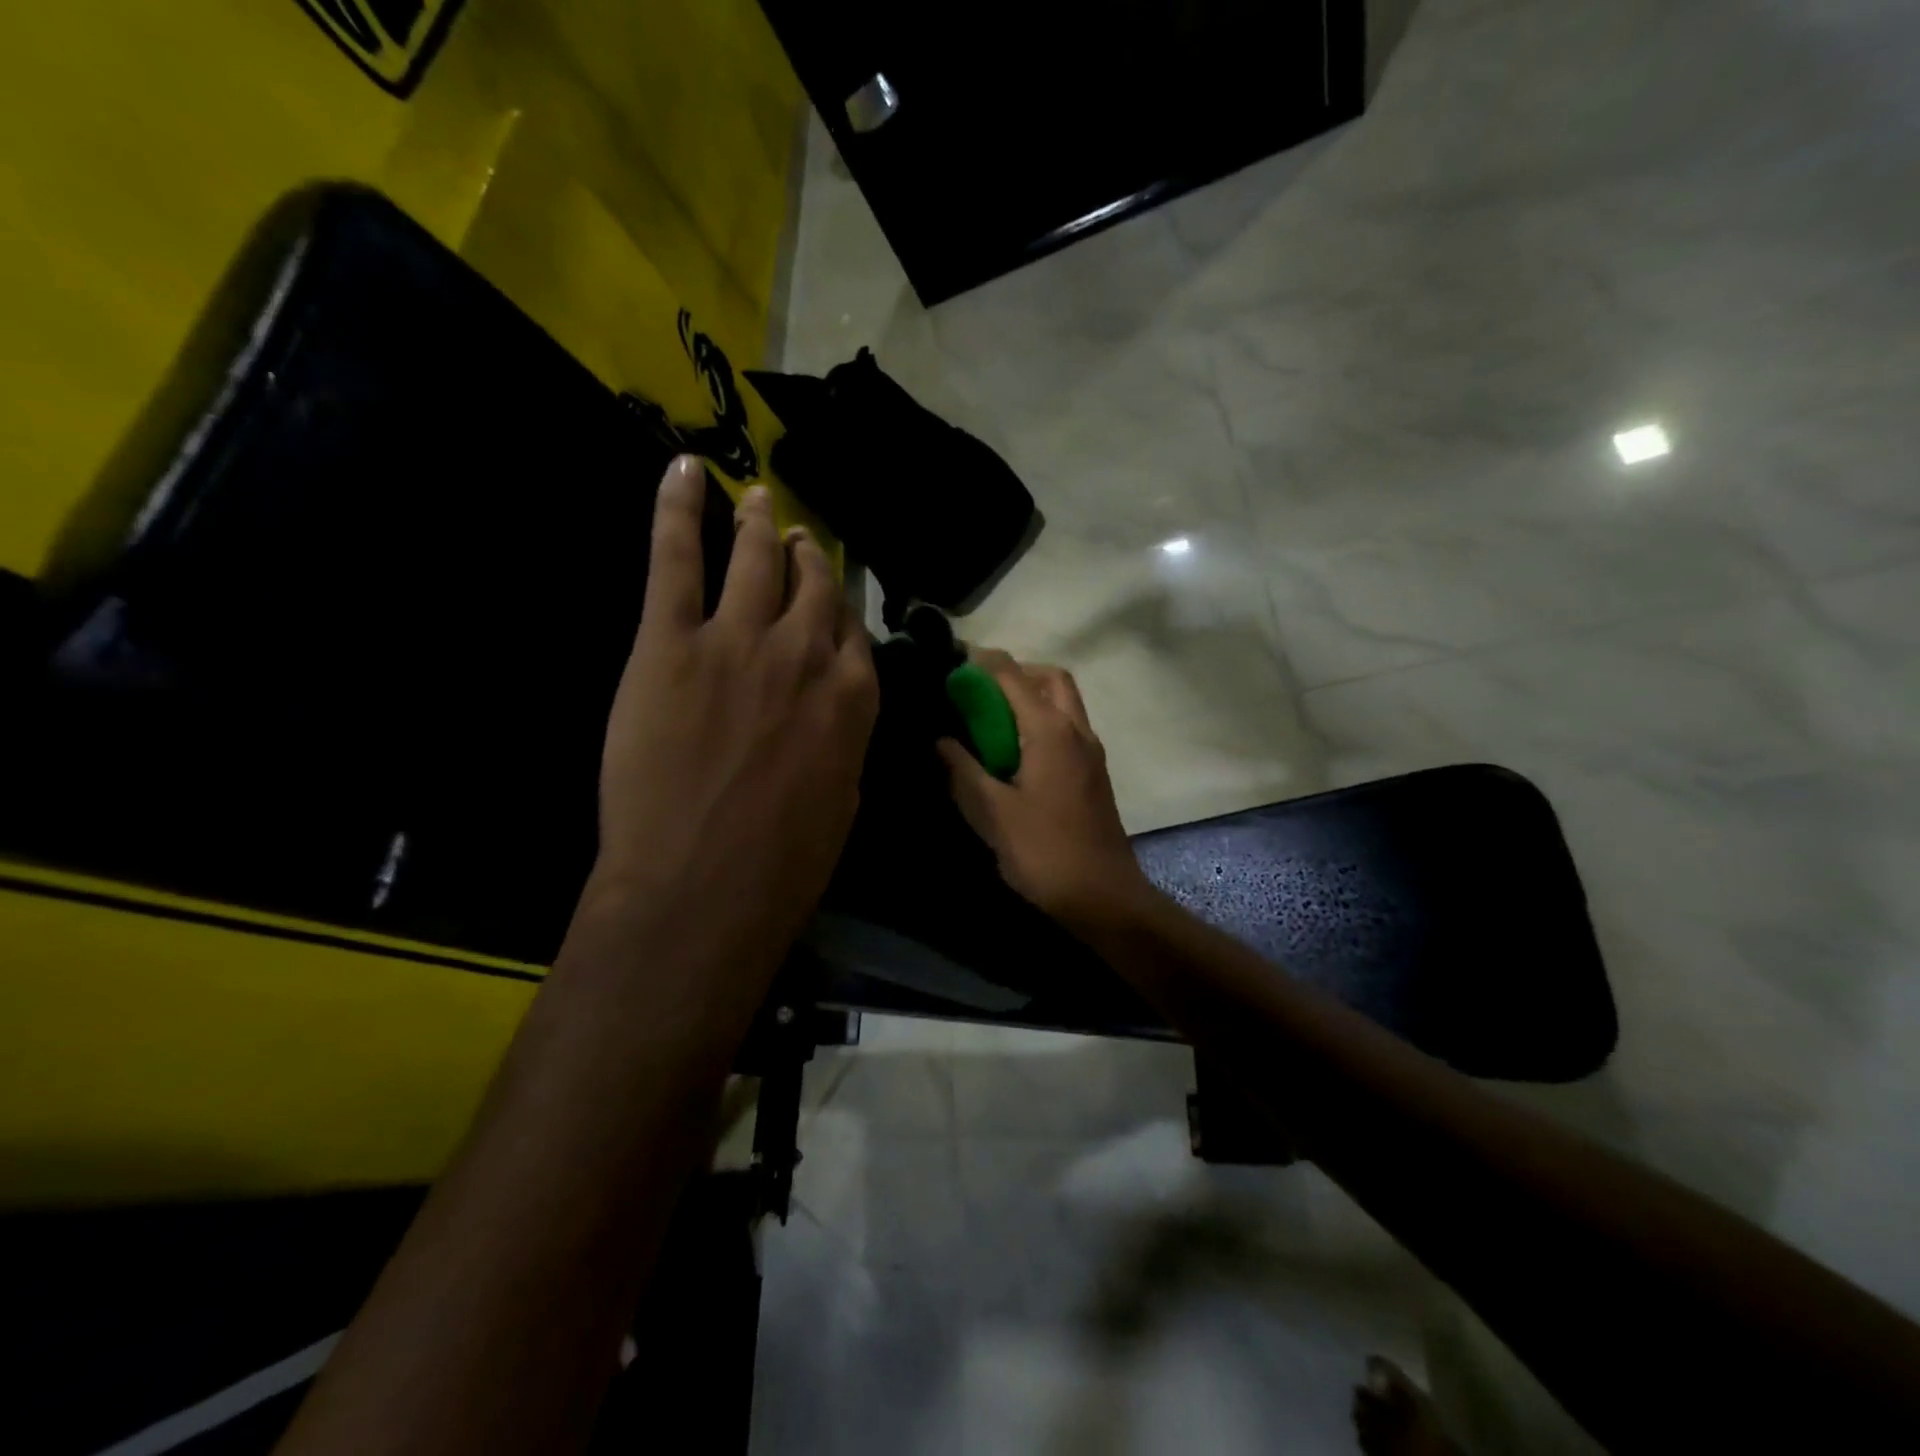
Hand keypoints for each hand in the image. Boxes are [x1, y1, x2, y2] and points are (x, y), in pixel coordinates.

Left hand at [589, 455, 878, 991]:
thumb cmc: (784, 863)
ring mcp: (737, 640)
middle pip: (810, 586)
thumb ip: (843, 740)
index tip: (828, 591)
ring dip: (757, 524)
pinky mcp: (670, 642)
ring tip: (757, 499)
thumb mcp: (842, 800)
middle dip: (805, 556)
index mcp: (852, 697)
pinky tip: (683, 471)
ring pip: (753, 560)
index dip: (838, 606)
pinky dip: (677, 510)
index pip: (850, 630)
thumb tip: (837, 710)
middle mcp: (804, 654)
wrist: (703, 886)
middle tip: (795, 535)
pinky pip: (675, 560)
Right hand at [937, 649, 1154, 931]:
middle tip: (981, 693)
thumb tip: (942, 742)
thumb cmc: (1044, 853)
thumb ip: (963, 771)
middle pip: (1051, 678)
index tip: (953, 663)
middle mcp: (1076, 731)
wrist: (1104, 896)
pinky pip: (1068, 727)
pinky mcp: (1094, 772)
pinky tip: (1016, 753)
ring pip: (1064, 702)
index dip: (982, 664)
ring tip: (993, 722)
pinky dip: (1042, 721)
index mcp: (1050, 732)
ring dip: (1031, 697)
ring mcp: (1091, 752)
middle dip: (1015, 674)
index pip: (1013, 677)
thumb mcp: (992, 814)